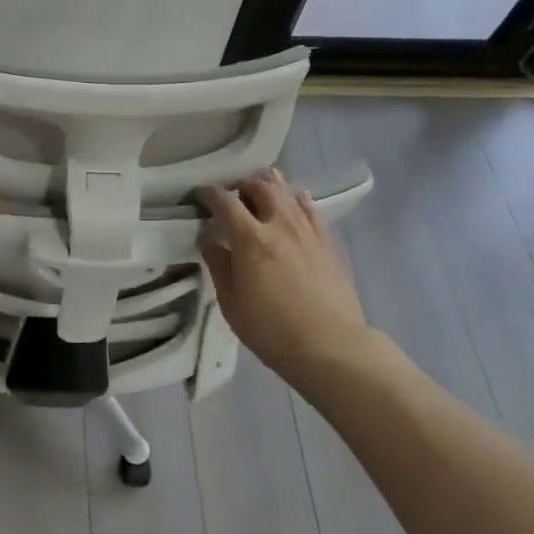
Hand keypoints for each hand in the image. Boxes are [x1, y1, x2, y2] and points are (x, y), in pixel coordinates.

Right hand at [201, 169, 374, 385]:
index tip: (201, 194)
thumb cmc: (272, 330)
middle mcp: (279, 225)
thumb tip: (210, 241)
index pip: (225, 202)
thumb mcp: (231, 303)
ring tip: (262, 188)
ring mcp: (308, 233)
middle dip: (243, 185)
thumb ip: (219, 266)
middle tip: (234, 195)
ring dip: (271, 187)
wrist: (332, 347)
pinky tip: (297, 201)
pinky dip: (299, 201)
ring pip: (288, 194)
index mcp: (250, 239)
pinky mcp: (329, 244)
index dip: (210, 193)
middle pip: (260, 188)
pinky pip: (312, 212)